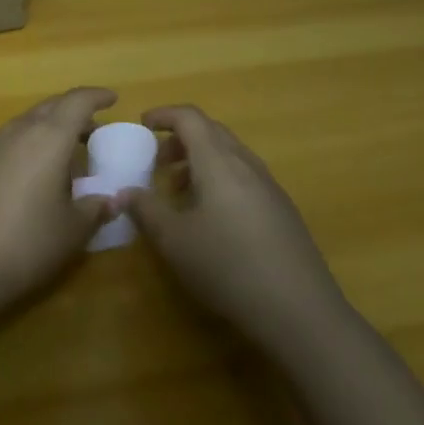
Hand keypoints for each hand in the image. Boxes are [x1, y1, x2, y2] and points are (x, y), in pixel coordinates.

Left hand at [0, 87, 118, 314]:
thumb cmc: (25, 243)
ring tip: (62, 157)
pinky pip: (5, 143)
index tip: (112, 99)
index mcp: (48, 138)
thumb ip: (96, 209)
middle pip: (49, 108)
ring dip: (46, 131)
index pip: (76, 101)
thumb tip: (114, 199)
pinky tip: (27, 177)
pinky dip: (24, 148)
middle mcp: (17, 131)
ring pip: (24, 124)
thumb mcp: (72, 231)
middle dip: (72, 113)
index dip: (96, 96)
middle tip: (92, 132)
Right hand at [123, 105, 344, 352]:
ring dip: (201, 161)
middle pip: (212, 132)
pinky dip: (220, 180)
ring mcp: (269, 187)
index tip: (142, 125)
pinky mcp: (282, 211)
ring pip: (230, 155)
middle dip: (181, 139)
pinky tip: (212, 219)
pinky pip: (244, 177)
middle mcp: (246, 164)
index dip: (164, 114)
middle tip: (157, 162)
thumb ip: (145, 210)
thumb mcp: (174, 240)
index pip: (190, 117)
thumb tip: (124, 193)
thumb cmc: (227, 265)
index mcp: (218, 161)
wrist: (299, 310)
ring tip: (180, 192)